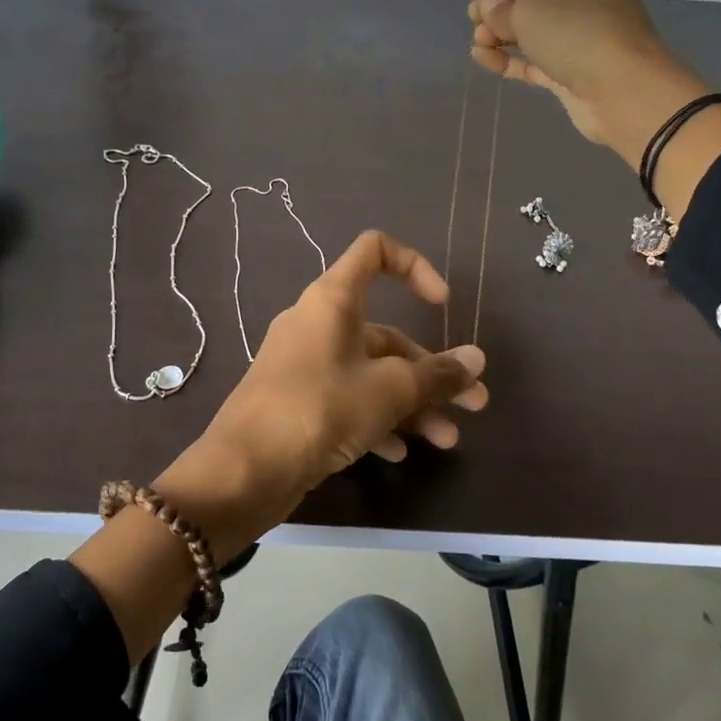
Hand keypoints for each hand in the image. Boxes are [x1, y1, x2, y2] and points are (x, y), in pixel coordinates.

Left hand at [156, 231, 486, 553]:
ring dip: (411, 403)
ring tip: (447, 440)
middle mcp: (317, 324)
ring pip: (370, 373)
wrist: (244, 469)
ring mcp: (305, 365)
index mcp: (333, 300)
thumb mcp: (388, 391)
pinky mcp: (297, 402)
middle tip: (474, 405)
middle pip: (384, 333)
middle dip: (432, 370)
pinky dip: (375, 420)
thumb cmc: (319, 409)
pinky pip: (347, 400)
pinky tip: (399, 454)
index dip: (415, 267)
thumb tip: (477, 360)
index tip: (442, 306)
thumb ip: (437, 375)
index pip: (374, 251)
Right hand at [468, 0, 710, 163]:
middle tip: (472, 18)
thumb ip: (503, 9)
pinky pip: (535, 60)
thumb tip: (487, 5)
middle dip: (501, 8)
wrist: (625, 94)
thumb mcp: (534, 16)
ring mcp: (582, 38)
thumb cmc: (582, 38)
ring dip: (502, 35)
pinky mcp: (573, 71)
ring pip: (534, 31)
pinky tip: (484, 59)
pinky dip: (511, 59)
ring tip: (476, 43)